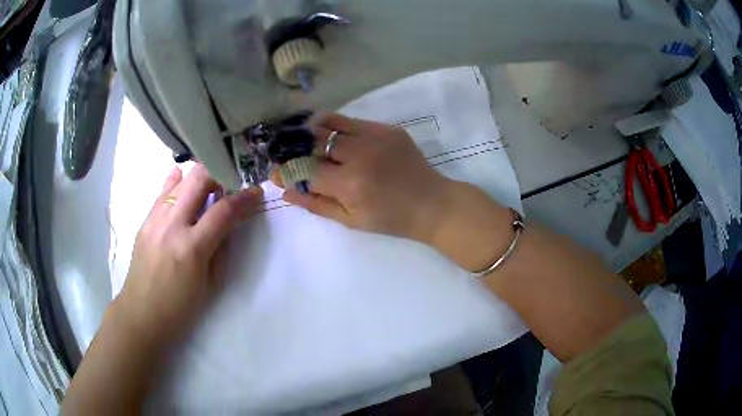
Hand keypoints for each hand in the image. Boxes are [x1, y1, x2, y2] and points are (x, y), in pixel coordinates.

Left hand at [115, 164, 262, 346]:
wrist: (141, 314)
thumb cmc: (180, 308)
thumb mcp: (210, 284)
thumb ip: (220, 249)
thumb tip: (228, 223)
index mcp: (192, 248)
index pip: (223, 211)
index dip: (244, 198)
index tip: (256, 192)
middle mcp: (171, 226)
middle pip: (198, 181)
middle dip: (219, 175)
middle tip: (229, 184)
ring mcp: (154, 220)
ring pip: (179, 181)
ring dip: (198, 177)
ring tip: (209, 184)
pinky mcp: (144, 221)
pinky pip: (162, 193)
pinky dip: (175, 182)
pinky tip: (180, 178)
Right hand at [274, 114, 455, 243]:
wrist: (432, 203)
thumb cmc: (391, 219)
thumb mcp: (351, 220)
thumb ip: (316, 204)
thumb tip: (286, 190)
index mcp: (349, 184)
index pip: (305, 170)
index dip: (286, 171)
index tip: (275, 172)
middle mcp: (359, 154)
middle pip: (313, 141)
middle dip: (293, 147)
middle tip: (284, 152)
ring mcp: (375, 136)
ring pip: (329, 124)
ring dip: (311, 131)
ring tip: (302, 138)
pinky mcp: (387, 128)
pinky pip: (351, 121)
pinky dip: (334, 126)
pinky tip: (329, 134)